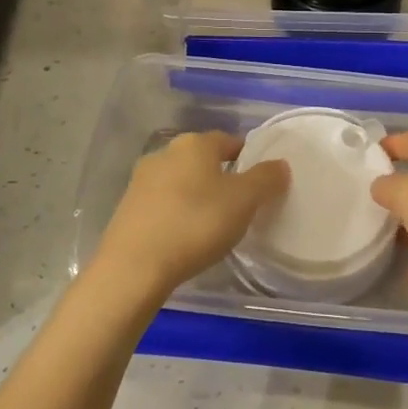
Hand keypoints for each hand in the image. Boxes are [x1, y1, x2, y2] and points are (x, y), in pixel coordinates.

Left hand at [95, 132, 289, 300]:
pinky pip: (163, 204)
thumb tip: (280, 164)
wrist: (134, 266)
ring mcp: (141, 180)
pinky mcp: (127, 208)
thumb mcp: (244, 201)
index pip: (230, 141)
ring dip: (198, 195)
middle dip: (222, 177)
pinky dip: (178, 213)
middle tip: (241, 205)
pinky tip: (185, 236)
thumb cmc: (196, 224)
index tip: (261, 182)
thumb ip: (266, 179)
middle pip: (203, 160)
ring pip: (181, 181)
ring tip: (214, 224)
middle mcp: (165, 153)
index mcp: (195, 143)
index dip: (249, 158)